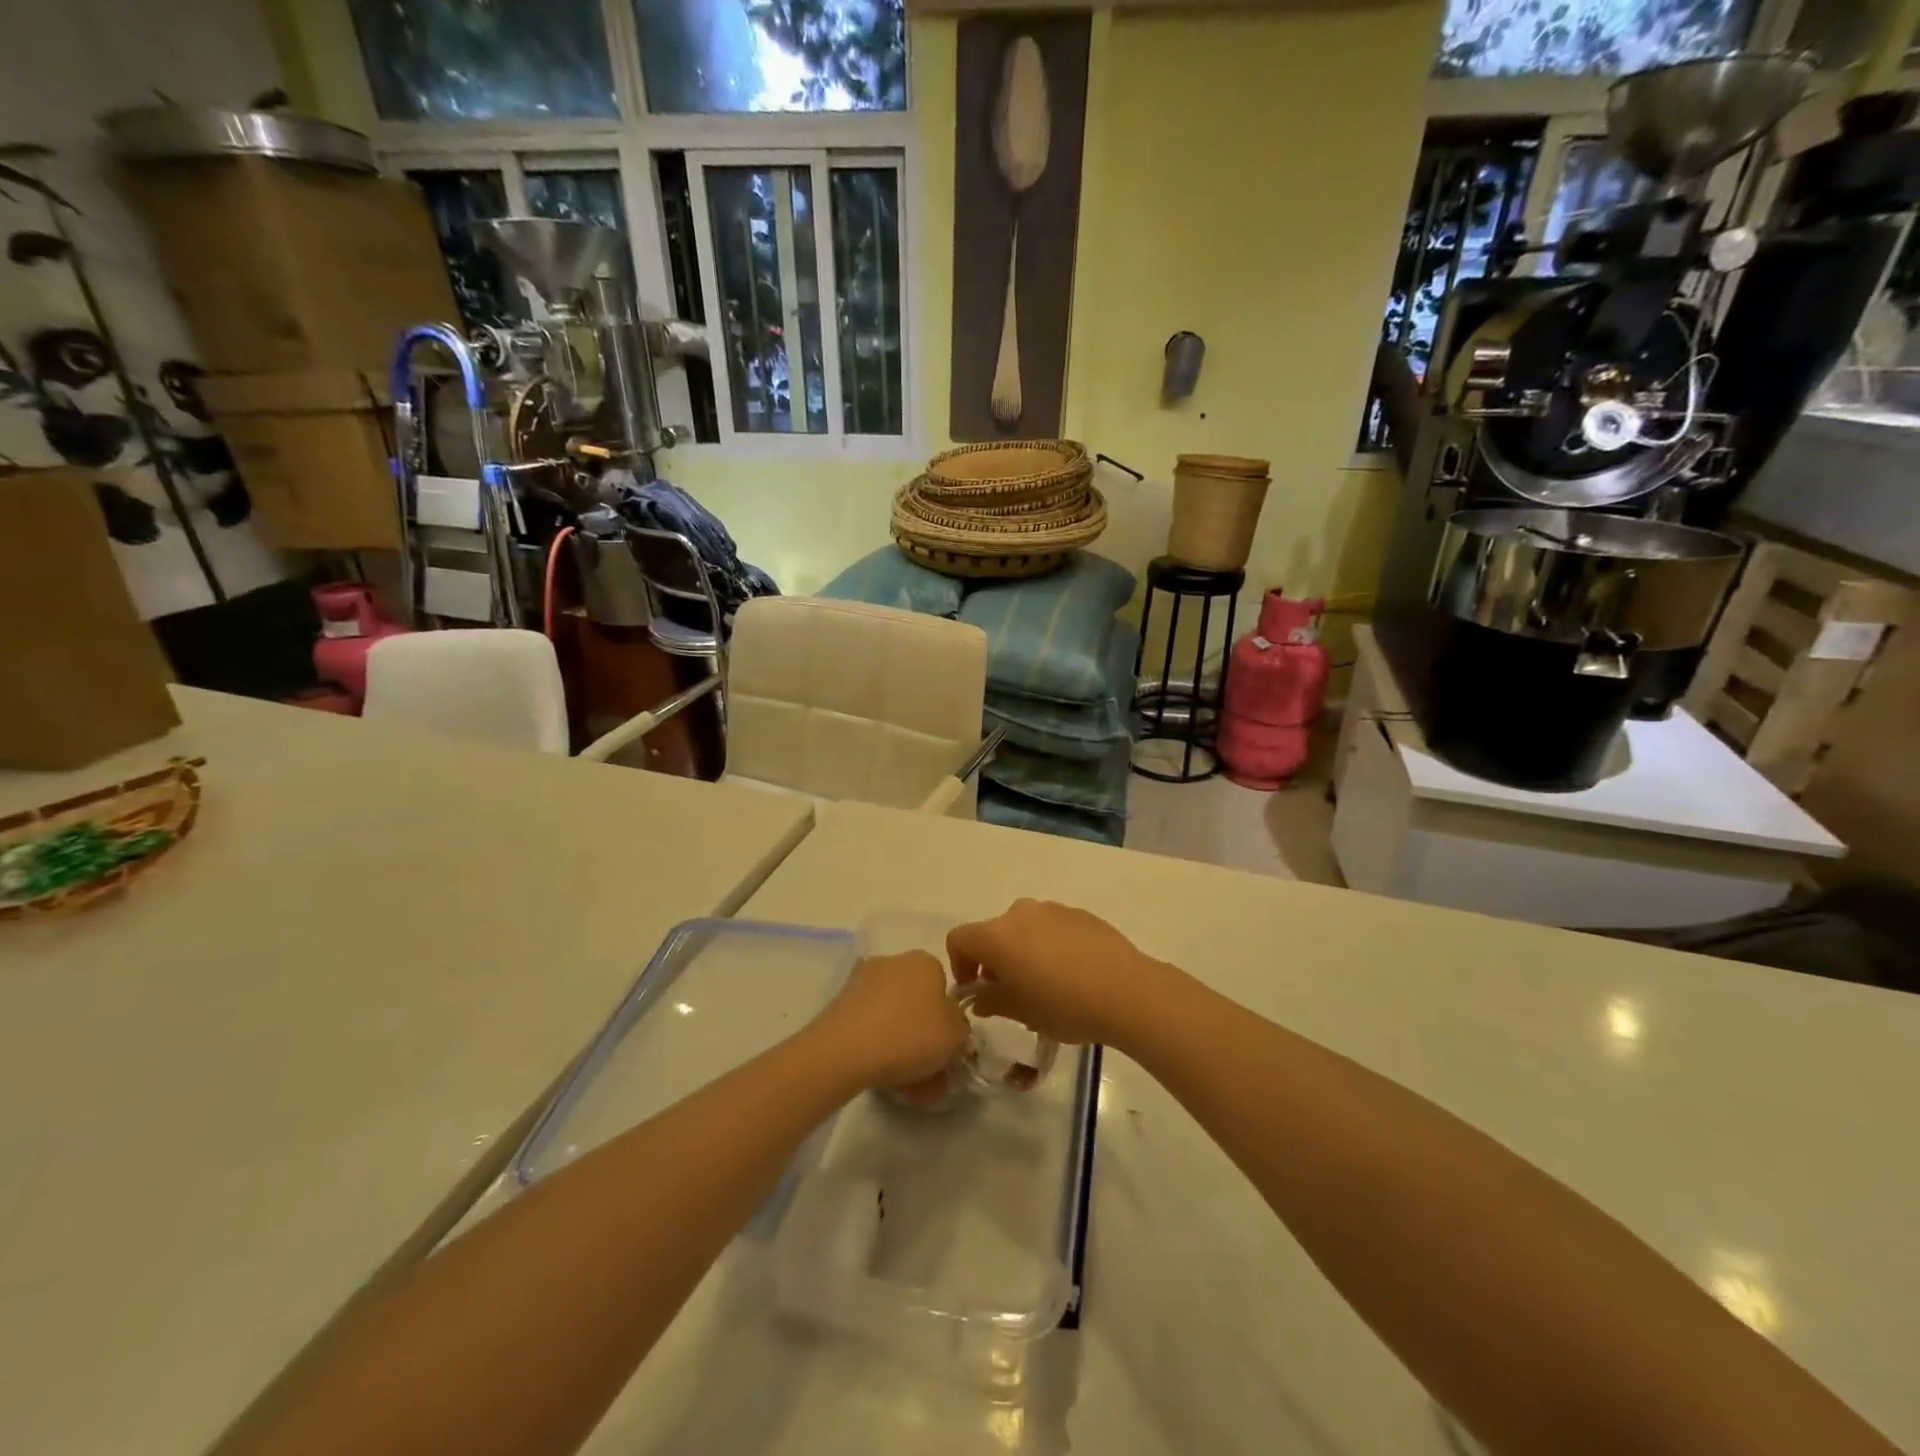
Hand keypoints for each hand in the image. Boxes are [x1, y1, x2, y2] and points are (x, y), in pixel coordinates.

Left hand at [808, 951, 970, 1101]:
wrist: (844, 1050)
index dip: (948, 1020)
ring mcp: (862, 983)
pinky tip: (883, 1080)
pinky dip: (879, 1050)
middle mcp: (893, 962)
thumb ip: (961, 1025)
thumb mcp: (957, 1033)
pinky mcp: (840, 1005)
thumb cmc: (909, 1034)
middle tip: (931, 1076)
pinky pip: (870, 1028)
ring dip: (903, 1049)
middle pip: (917, 1004)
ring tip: (908, 1089)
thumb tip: (950, 1024)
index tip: (948, 1049)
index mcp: (924, 961)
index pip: (944, 987)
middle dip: (925, 1039)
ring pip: (893, 1019)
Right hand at [947, 900, 1174, 1047]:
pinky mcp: (1080, 914)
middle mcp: (1020, 913)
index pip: (959, 939)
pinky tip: (1072, 974)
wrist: (1127, 990)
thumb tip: (979, 997)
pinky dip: (1050, 945)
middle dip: (994, 960)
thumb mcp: (1021, 1012)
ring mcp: (1053, 909)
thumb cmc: (1064, 1005)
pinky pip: (1052, 928)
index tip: (975, 990)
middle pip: (993, 932)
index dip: (960, 964)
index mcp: (998, 935)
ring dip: (1023, 951)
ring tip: (1045, 984)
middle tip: (1011, 993)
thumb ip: (991, 1001)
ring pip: (1024, 929)